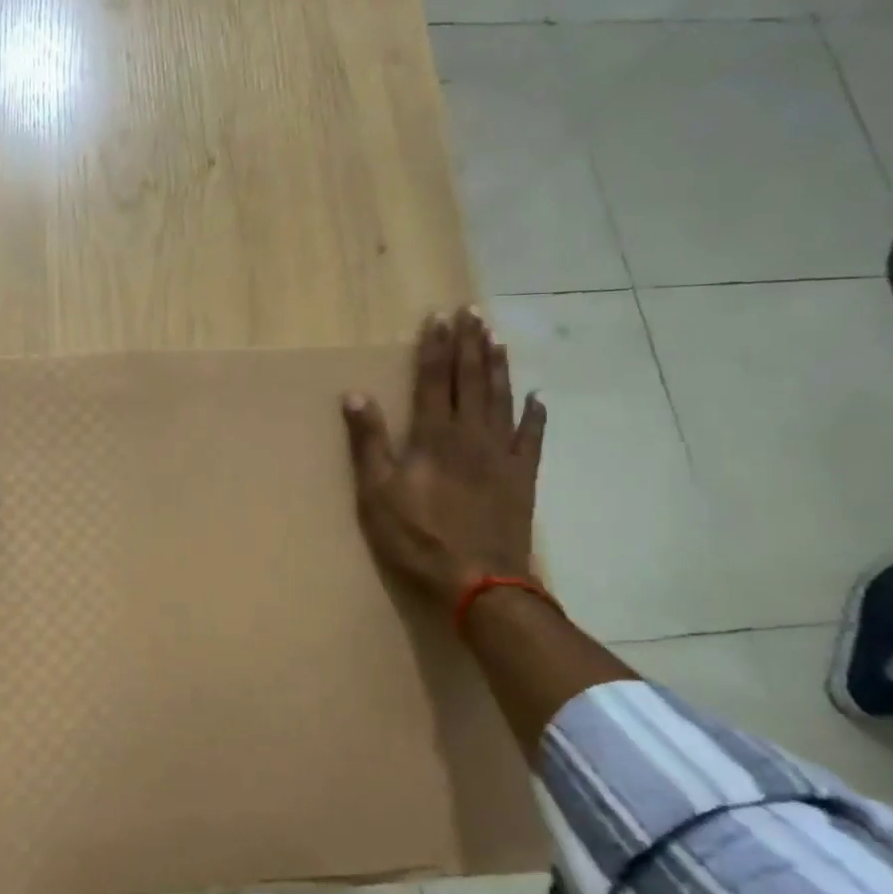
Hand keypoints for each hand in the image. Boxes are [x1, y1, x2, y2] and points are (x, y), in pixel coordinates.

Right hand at [341, 309, 545, 602]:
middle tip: (472, 312)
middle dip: (469, 344)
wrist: (479, 581)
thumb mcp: (376, 492)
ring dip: (499, 366)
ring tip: (497, 338)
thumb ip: (368, 442)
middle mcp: (472, 434)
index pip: (434, 379)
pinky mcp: (522, 478)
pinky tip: (538, 398)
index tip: (438, 317)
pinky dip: (536, 415)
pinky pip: (532, 438)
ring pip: (502, 399)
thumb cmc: (418, 537)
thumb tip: (355, 394)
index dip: (435, 347)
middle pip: (471, 380)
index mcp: (434, 435)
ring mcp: (502, 455)